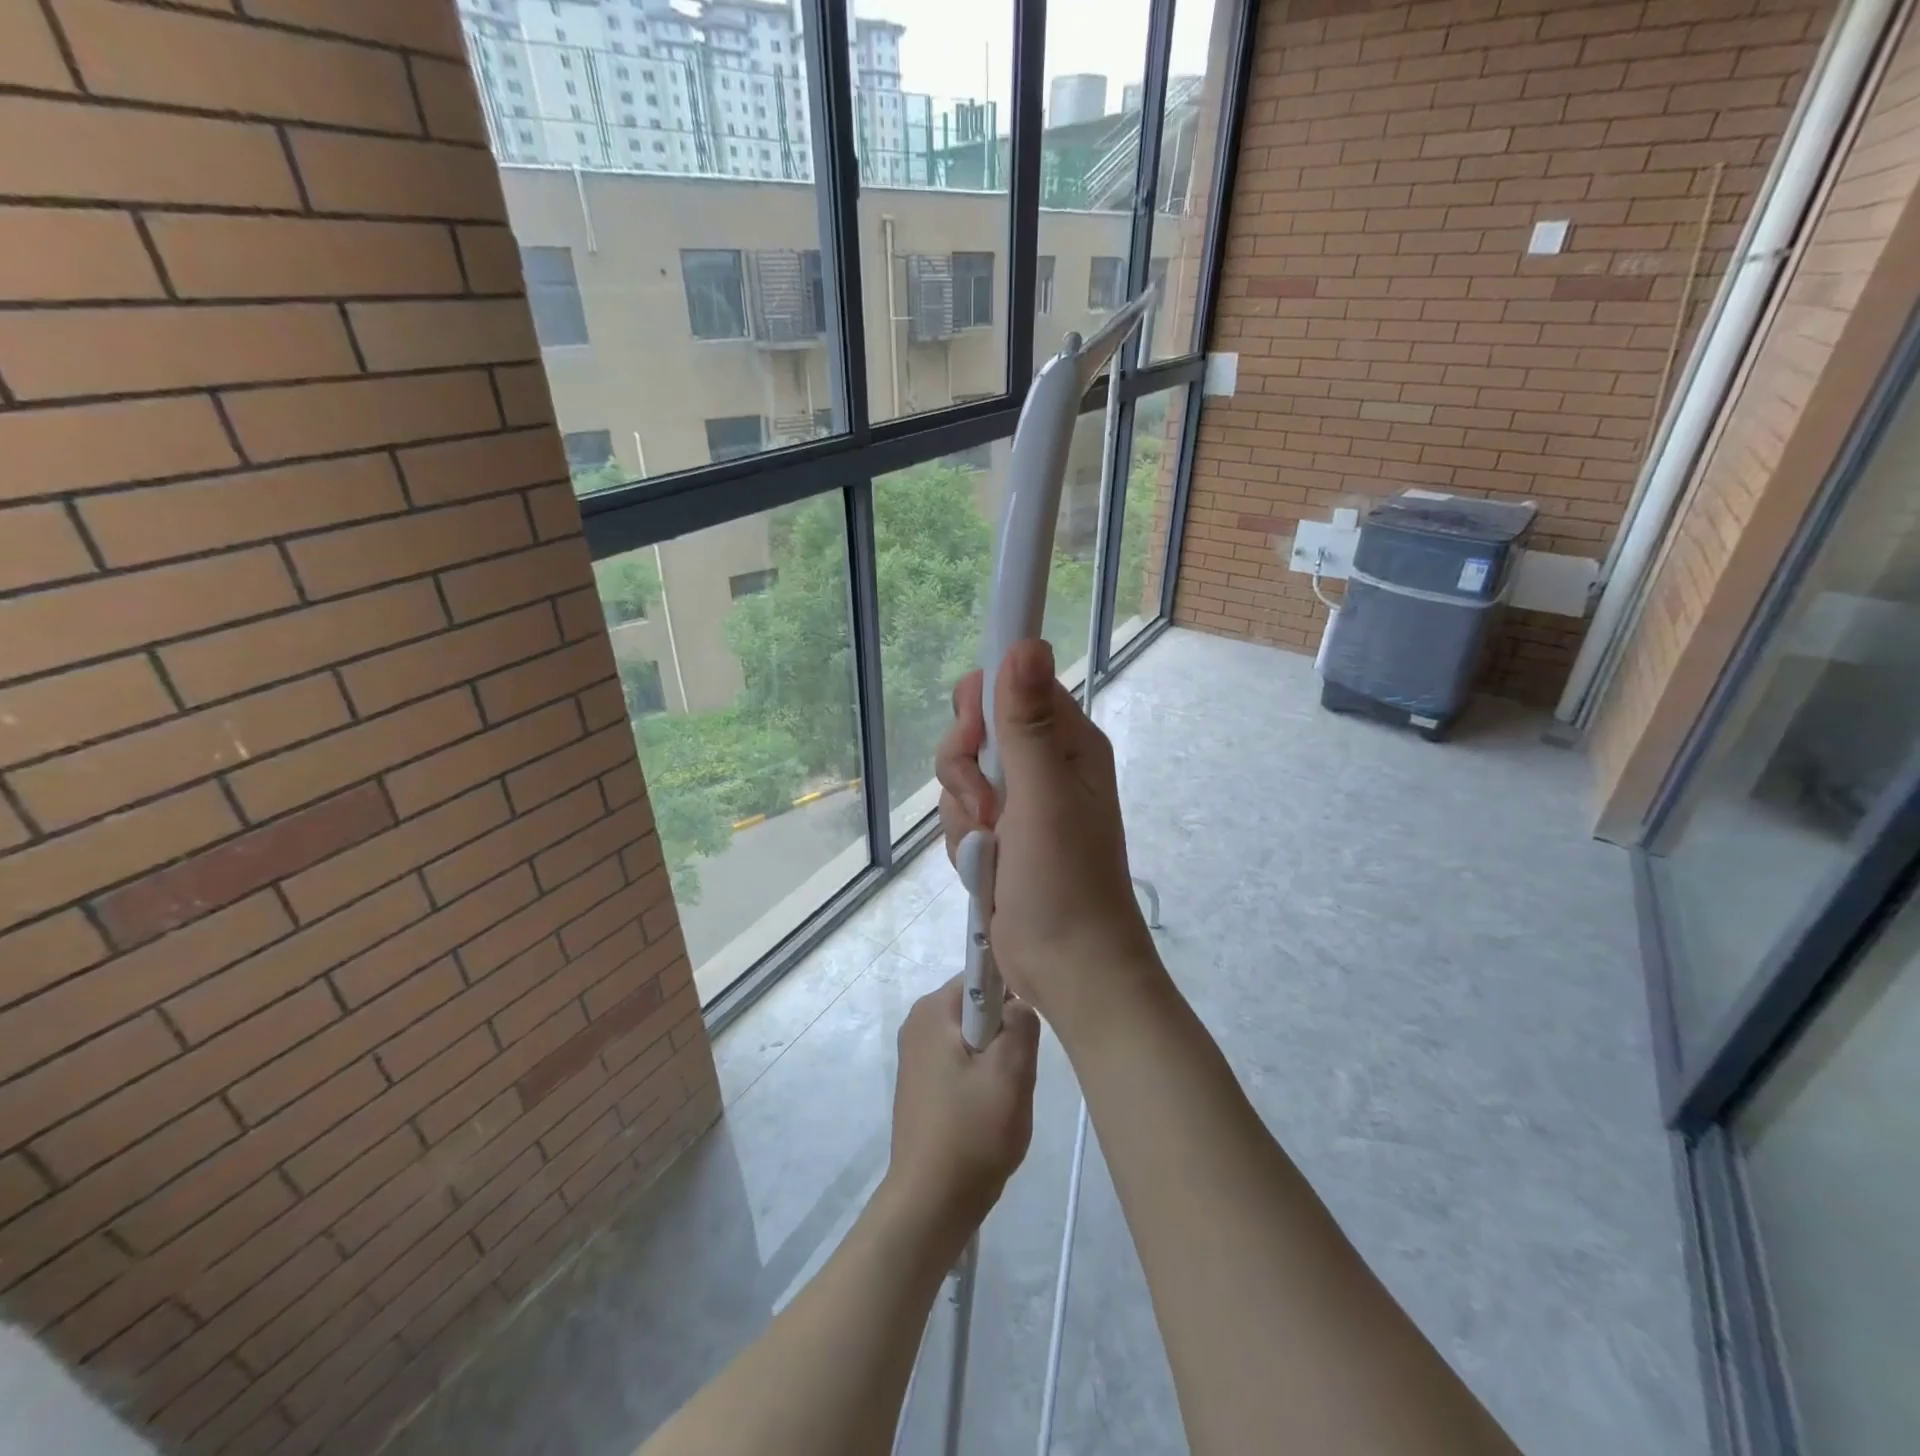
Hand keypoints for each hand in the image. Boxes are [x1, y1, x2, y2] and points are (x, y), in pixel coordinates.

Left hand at [884, 979, 1039, 1246]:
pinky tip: (989, 1111)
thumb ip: (1022, 1024)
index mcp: (932, 1010)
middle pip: (978, 1007)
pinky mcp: (920, 1083)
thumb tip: (1019, 1004)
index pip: (982, 974)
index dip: (1012, 993)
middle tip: (1017, 1071)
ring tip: (1003, 1096)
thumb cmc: (971, 1133)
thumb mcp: (1011, 1073)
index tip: (1027, 1027)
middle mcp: (918, 1023)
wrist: (930, 1203)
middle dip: (1005, 1033)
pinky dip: (980, 1078)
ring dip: (996, 1060)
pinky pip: (961, 1061)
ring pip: (974, 1037)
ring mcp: (916, 1054)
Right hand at [935, 640, 1160, 1027]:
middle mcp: (1043, 765)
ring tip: (990, 850)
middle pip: (976, 731)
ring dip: (963, 815)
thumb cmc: (1065, 881)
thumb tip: (1025, 642)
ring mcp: (1019, 804)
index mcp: (1068, 743)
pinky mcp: (999, 838)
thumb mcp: (1044, 796)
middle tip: (984, 805)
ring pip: (960, 778)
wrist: (1067, 969)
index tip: (972, 736)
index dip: (983, 702)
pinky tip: (985, 870)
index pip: (1014, 686)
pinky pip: (960, 818)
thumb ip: (1027, 722)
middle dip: (964, 769)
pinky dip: (964, 844)